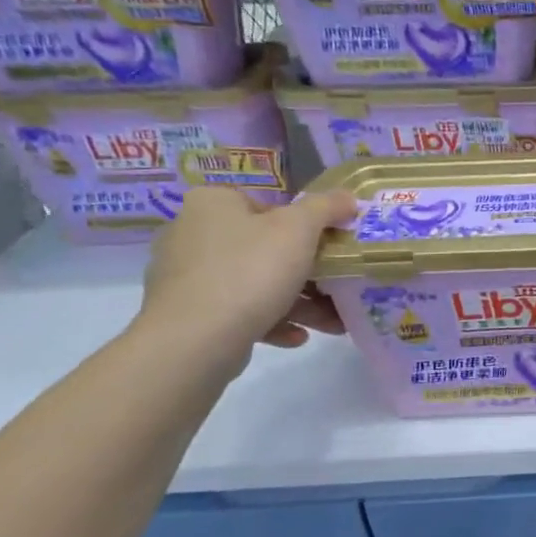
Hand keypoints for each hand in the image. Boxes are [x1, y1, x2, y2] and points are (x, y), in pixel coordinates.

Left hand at [137, 187, 358, 364]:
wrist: (195, 340)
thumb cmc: (250, 270)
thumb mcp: (299, 229)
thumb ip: (326, 207)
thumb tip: (348, 197)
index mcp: (213, 203)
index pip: (269, 205)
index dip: (307, 225)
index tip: (332, 247)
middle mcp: (192, 233)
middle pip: (266, 247)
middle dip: (309, 272)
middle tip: (338, 287)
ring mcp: (186, 276)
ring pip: (256, 282)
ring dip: (299, 302)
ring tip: (331, 322)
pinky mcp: (188, 313)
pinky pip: (239, 310)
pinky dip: (271, 320)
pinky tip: (297, 337)